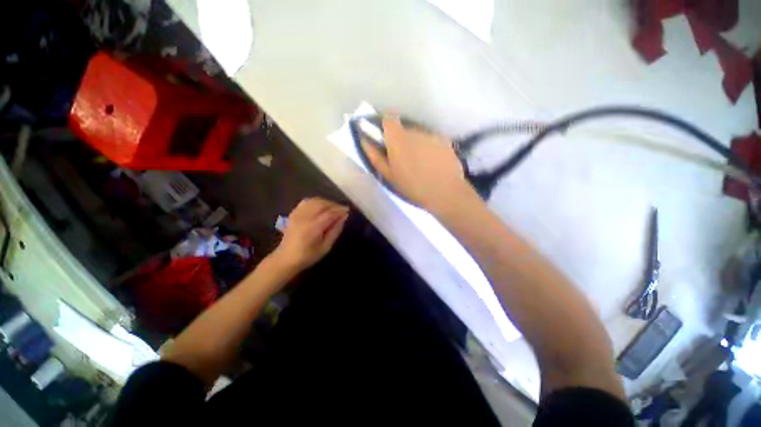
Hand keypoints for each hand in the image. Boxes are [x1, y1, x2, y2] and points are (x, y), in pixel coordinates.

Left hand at [271, 198, 348, 270]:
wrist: (286, 258)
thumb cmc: (308, 256)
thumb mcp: (325, 247)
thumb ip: (335, 231)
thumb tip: (344, 217)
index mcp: (313, 227)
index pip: (330, 213)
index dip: (340, 210)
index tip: (348, 211)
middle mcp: (305, 218)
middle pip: (322, 204)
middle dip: (334, 205)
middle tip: (342, 210)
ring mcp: (297, 214)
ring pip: (314, 201)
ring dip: (326, 202)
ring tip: (332, 208)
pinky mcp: (294, 214)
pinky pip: (306, 202)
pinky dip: (316, 202)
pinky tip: (320, 207)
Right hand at [361, 117, 474, 211]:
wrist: (445, 193)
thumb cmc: (412, 187)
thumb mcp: (388, 175)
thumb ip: (374, 155)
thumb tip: (364, 139)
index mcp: (398, 139)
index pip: (388, 118)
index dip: (384, 124)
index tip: (384, 137)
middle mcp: (415, 131)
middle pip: (404, 128)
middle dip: (400, 139)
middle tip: (402, 157)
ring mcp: (431, 135)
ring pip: (418, 135)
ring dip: (415, 144)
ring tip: (419, 163)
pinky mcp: (445, 140)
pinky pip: (431, 140)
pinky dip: (428, 147)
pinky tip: (432, 163)